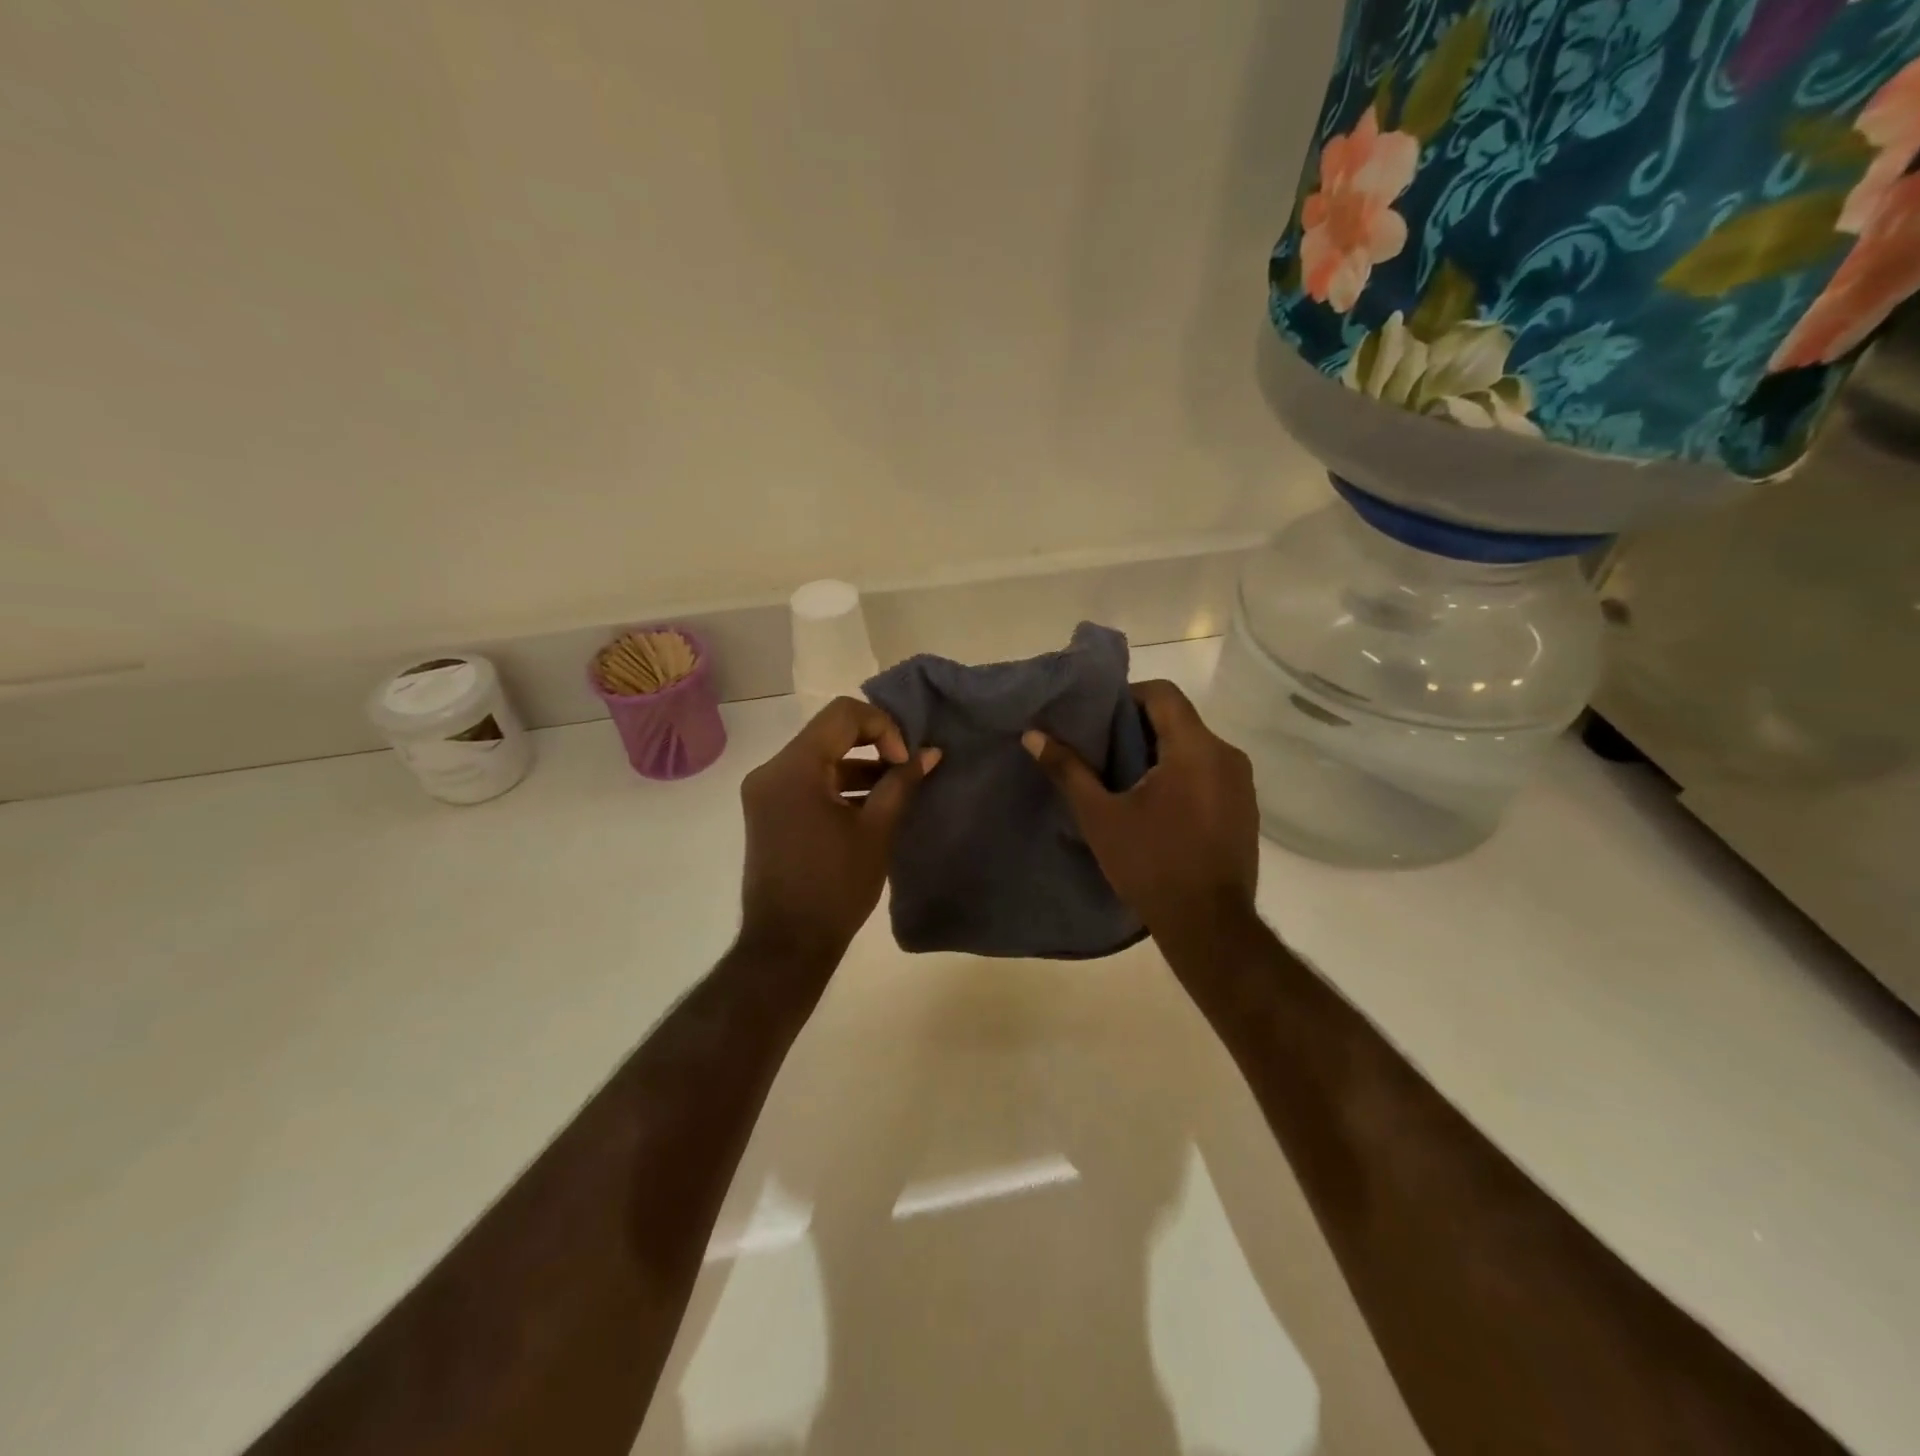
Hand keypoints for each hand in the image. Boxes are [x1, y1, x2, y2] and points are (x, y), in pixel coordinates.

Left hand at [738, 697, 939, 967]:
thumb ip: (902, 783)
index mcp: (793, 768)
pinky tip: (871, 806)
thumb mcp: (876, 831)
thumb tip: (930, 753)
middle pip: (830, 732)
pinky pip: (808, 780)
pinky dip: (839, 784)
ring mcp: (765, 792)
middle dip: (874, 743)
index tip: (904, 762)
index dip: (884, 727)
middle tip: (906, 768)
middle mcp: (771, 771)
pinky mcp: (768, 811)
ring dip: (859, 765)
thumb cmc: (835, 887)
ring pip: (820, 756)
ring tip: (896, 789)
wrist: (787, 944)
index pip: (843, 715)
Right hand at [1022, 679, 1257, 943]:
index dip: (1128, 697)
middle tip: (1103, 752)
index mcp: (1195, 748)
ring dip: (1161, 754)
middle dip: (1140, 729)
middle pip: (1179, 719)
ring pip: (1196, 748)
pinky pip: (1211, 773)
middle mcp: (1227, 756)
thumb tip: (1033, 735)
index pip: (1163, 693)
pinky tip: (1158, 808)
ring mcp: (1242, 784)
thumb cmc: (1151, 865)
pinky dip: (1183, 776)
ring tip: (1126, 781)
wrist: (1209, 926)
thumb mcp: (1100, 817)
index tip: (1100, 721)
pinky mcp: (1246, 809)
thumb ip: (1068, 770)